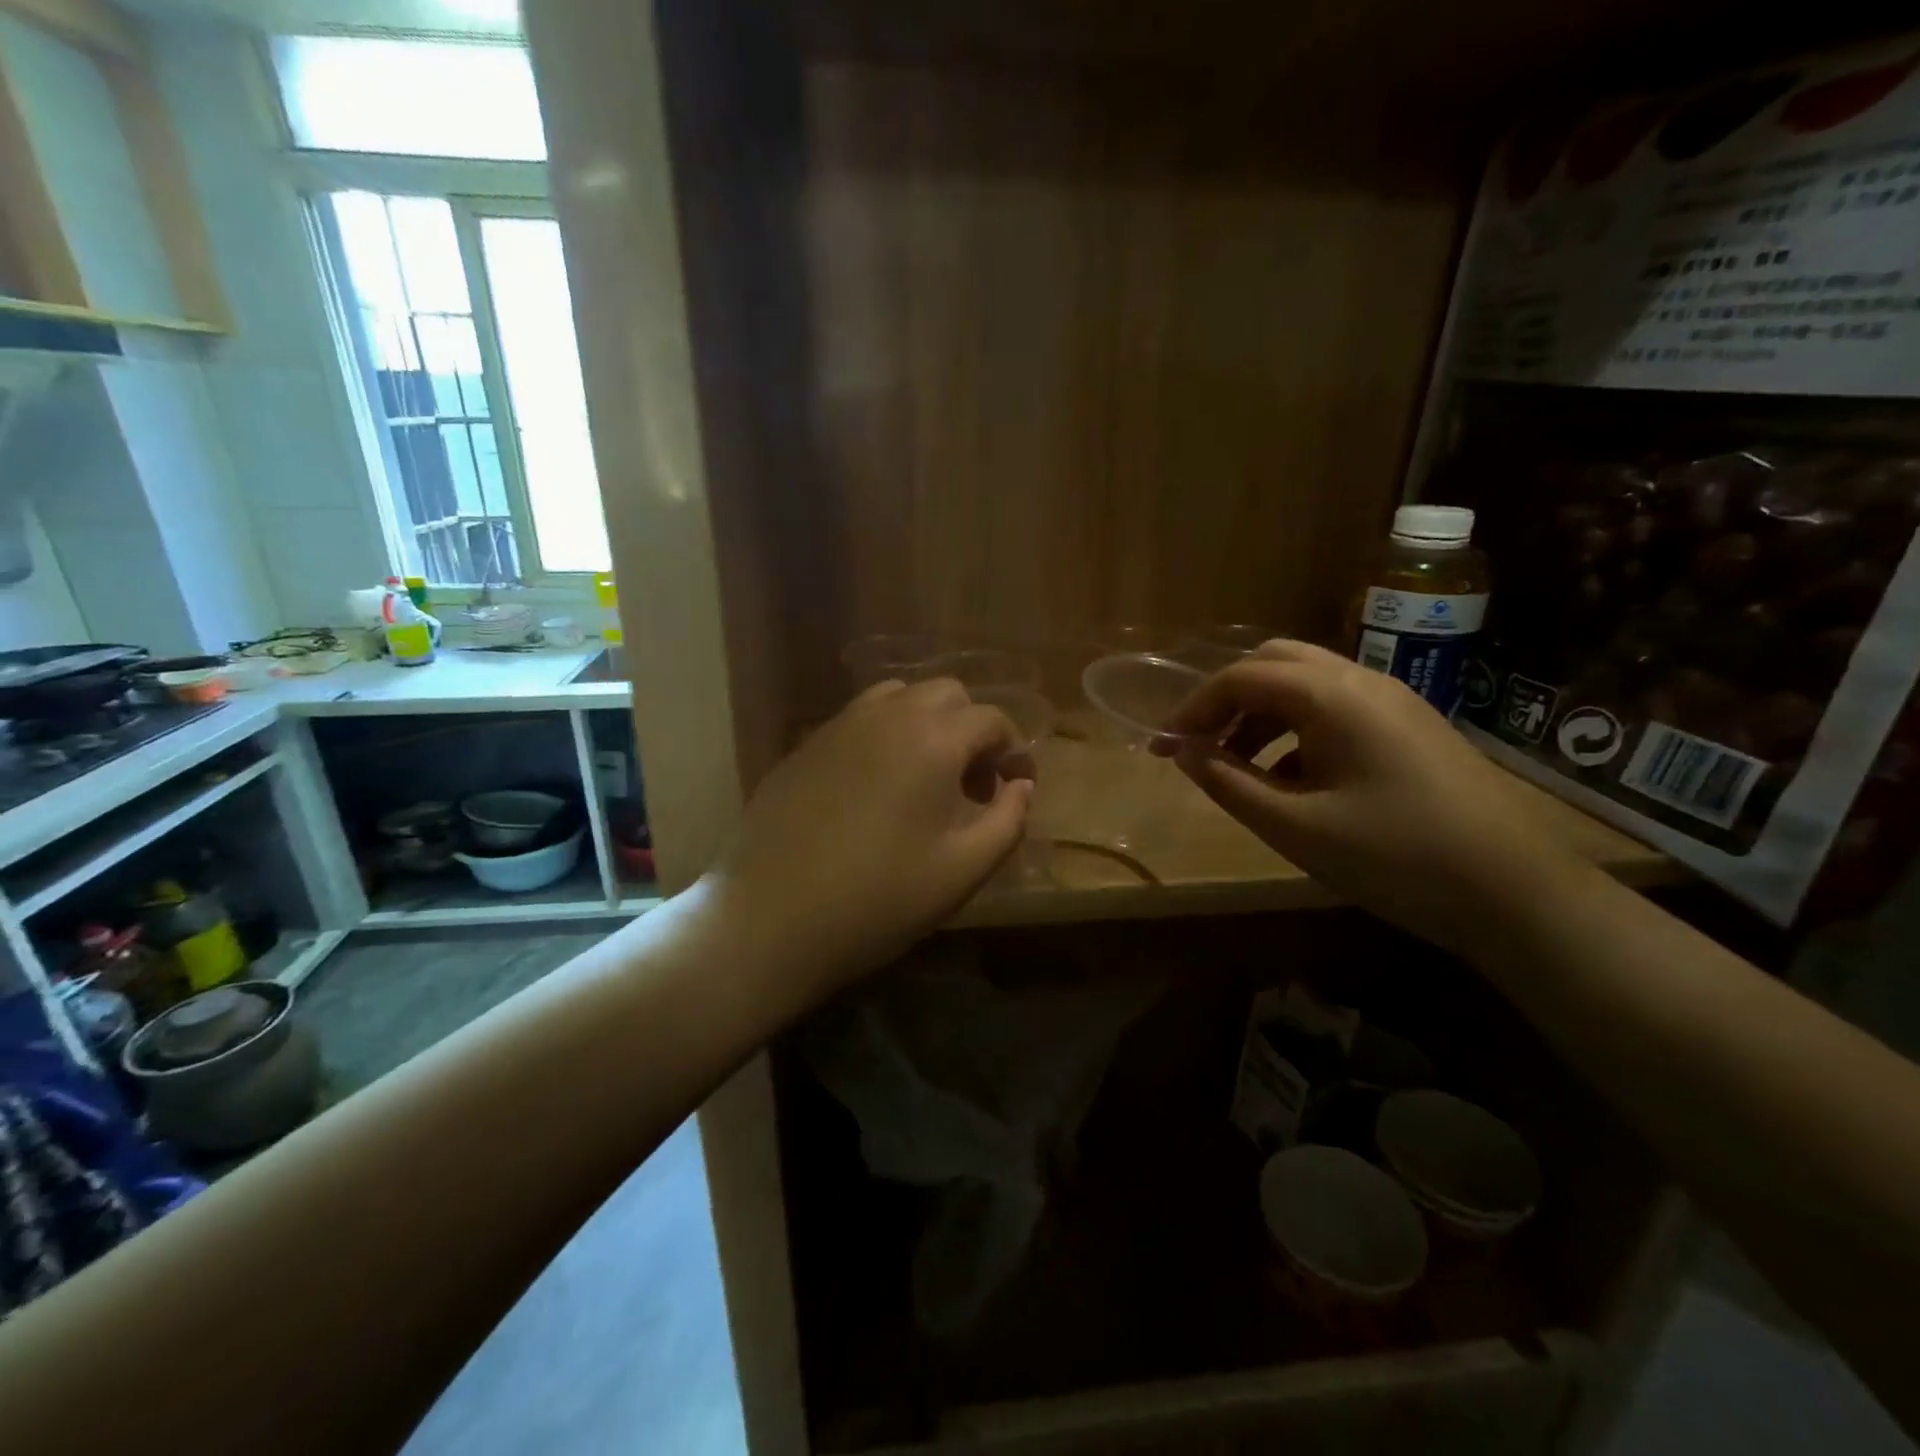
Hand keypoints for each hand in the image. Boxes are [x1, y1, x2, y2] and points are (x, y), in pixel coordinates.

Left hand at [703, 678, 1032, 1000]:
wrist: (771, 918)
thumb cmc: (879, 899)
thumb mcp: (963, 870)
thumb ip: (1008, 821)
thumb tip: (1022, 786)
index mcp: (933, 740)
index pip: (991, 719)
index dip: (1014, 749)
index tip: (1016, 785)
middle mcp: (887, 716)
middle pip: (947, 694)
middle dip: (972, 729)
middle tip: (972, 784)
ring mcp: (840, 726)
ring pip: (899, 698)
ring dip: (927, 724)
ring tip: (925, 777)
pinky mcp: (806, 745)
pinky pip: (859, 720)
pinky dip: (885, 735)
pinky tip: (876, 787)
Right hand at [1155, 640, 1585, 954]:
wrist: (1515, 893)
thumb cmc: (1394, 857)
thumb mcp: (1294, 827)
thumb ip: (1228, 783)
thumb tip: (1183, 752)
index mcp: (1332, 696)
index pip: (1240, 678)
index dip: (1193, 709)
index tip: (1163, 747)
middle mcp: (1362, 681)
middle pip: (1274, 663)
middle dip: (1227, 699)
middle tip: (1200, 745)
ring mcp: (1393, 700)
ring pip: (1306, 683)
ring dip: (1261, 713)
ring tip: (1238, 766)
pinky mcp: (1410, 726)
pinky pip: (1336, 707)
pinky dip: (1296, 728)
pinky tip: (1293, 779)